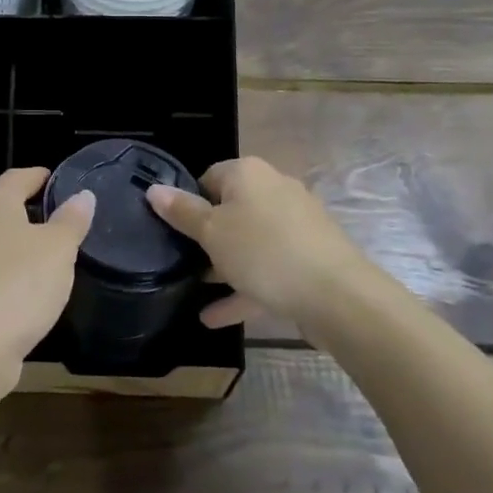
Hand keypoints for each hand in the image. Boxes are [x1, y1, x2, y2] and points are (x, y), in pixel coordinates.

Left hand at [0, 167, 94, 401]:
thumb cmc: (19, 286)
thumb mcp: (58, 249)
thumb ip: (71, 220)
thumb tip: (82, 195)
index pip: (18, 177)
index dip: (40, 176)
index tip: (61, 181)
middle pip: (5, 208)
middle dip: (33, 210)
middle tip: (66, 219)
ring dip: (24, 245)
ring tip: (56, 255)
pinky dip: (14, 274)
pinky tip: (33, 290)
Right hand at [146, 155, 378, 332]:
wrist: (338, 296)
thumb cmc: (264, 252)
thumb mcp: (212, 232)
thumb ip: (182, 212)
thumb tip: (153, 189)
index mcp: (249, 175)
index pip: (208, 177)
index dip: (188, 201)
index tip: (172, 228)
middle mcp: (274, 191)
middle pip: (230, 210)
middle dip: (206, 237)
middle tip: (179, 259)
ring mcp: (295, 226)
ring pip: (249, 243)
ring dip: (223, 267)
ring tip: (193, 288)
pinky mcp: (308, 259)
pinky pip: (267, 270)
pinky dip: (244, 289)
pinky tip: (215, 317)